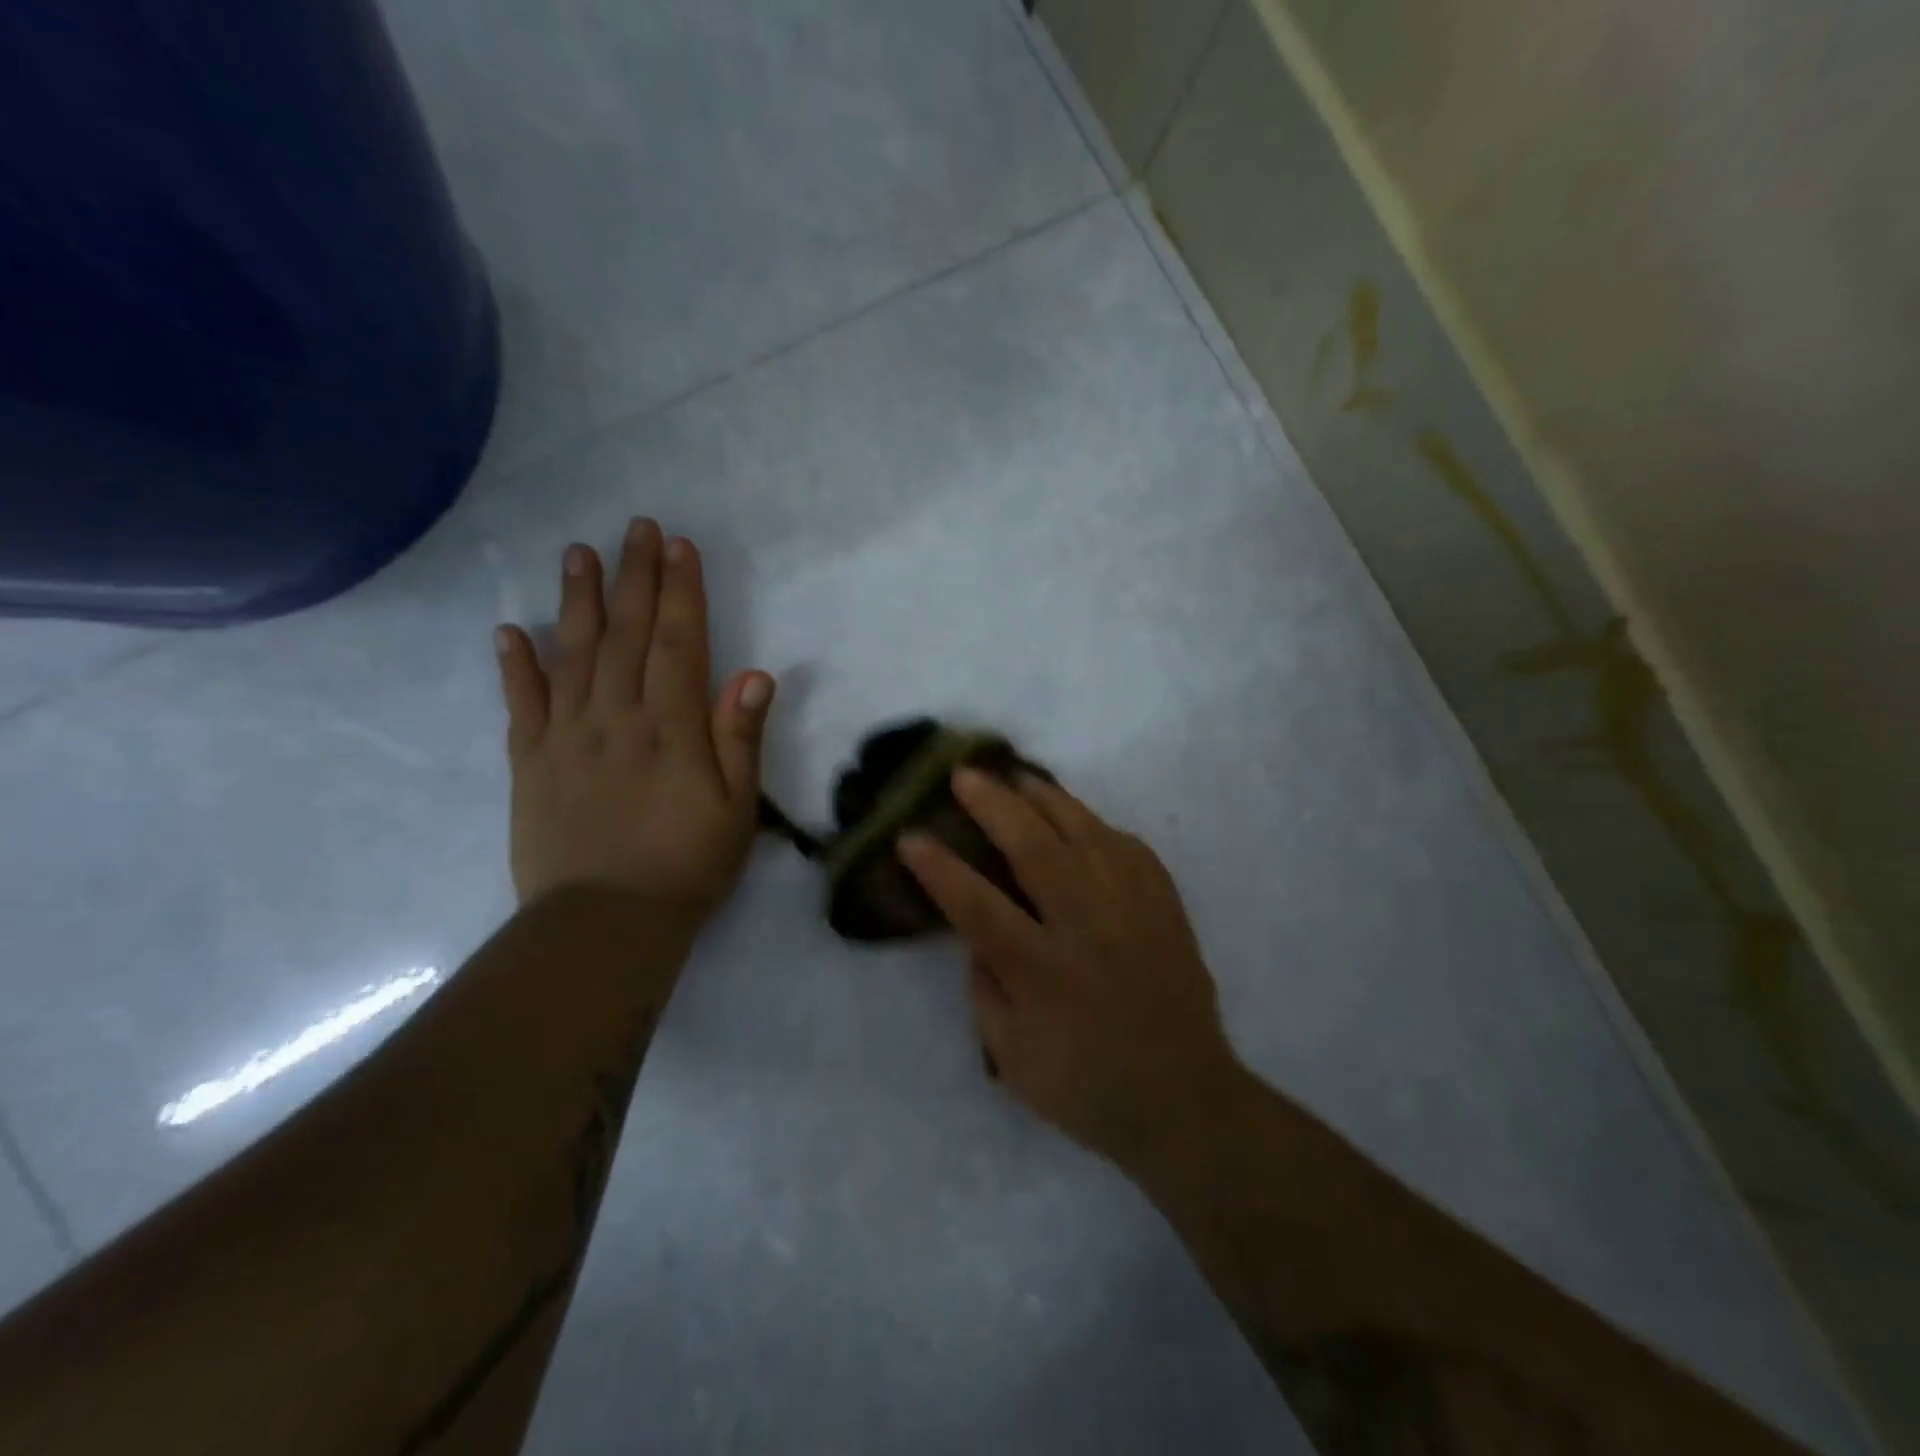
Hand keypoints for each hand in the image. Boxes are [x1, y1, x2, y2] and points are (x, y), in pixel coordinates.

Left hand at [495, 519, 773, 927]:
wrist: (605, 923)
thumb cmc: (687, 865)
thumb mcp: (737, 809)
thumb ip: (740, 740)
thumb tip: (755, 675)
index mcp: (671, 728)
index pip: (677, 643)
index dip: (681, 593)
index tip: (680, 547)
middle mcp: (616, 718)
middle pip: (625, 635)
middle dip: (634, 577)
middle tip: (637, 528)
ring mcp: (566, 737)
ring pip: (572, 655)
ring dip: (576, 601)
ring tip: (577, 553)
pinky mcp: (529, 763)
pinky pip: (520, 706)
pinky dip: (514, 667)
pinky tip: (509, 632)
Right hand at [897, 770, 1239, 1172]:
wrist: (1183, 1099)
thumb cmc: (1086, 1086)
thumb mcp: (1011, 1056)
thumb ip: (986, 988)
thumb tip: (979, 937)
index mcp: (1041, 971)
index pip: (977, 905)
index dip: (939, 868)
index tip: (909, 836)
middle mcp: (1086, 927)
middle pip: (1034, 849)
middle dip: (992, 806)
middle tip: (964, 775)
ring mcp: (1131, 909)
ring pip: (1085, 833)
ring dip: (1046, 799)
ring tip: (1017, 776)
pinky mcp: (1164, 906)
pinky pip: (1128, 847)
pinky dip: (1097, 825)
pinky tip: (1077, 818)